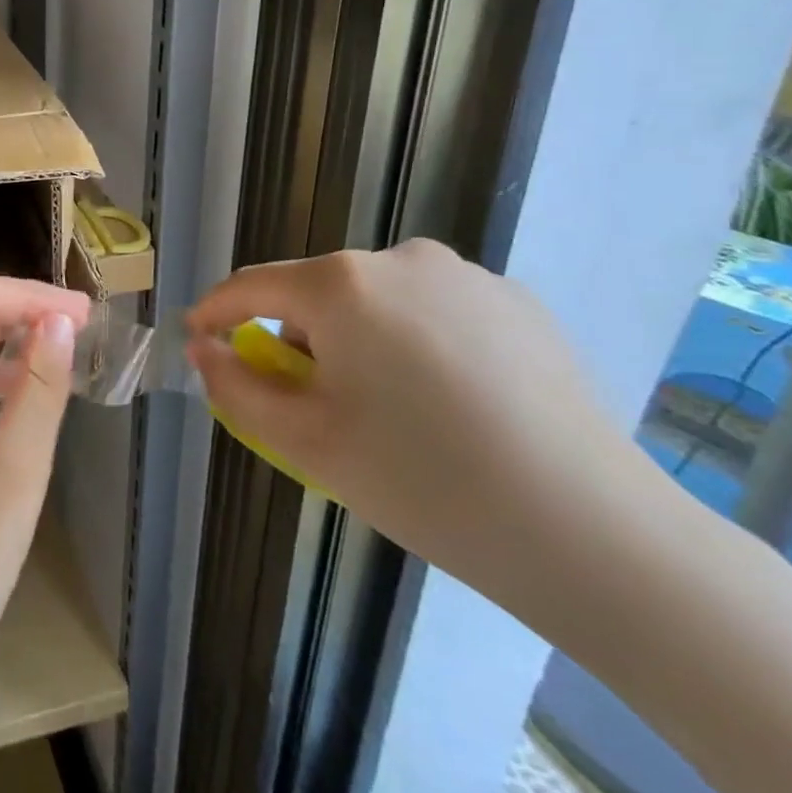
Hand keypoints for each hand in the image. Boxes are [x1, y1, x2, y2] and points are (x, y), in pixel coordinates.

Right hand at [185, 240, 656, 593]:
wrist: (593, 534)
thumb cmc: (423, 482)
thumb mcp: (305, 442)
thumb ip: (235, 386)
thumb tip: (205, 348)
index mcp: (340, 284)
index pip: (251, 287)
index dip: (215, 312)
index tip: (199, 339)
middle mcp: (399, 259)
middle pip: (317, 293)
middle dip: (298, 338)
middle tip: (314, 403)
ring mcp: (465, 275)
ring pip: (378, 299)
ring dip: (360, 338)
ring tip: (391, 406)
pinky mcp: (517, 301)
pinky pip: (435, 309)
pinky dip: (418, 341)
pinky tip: (452, 400)